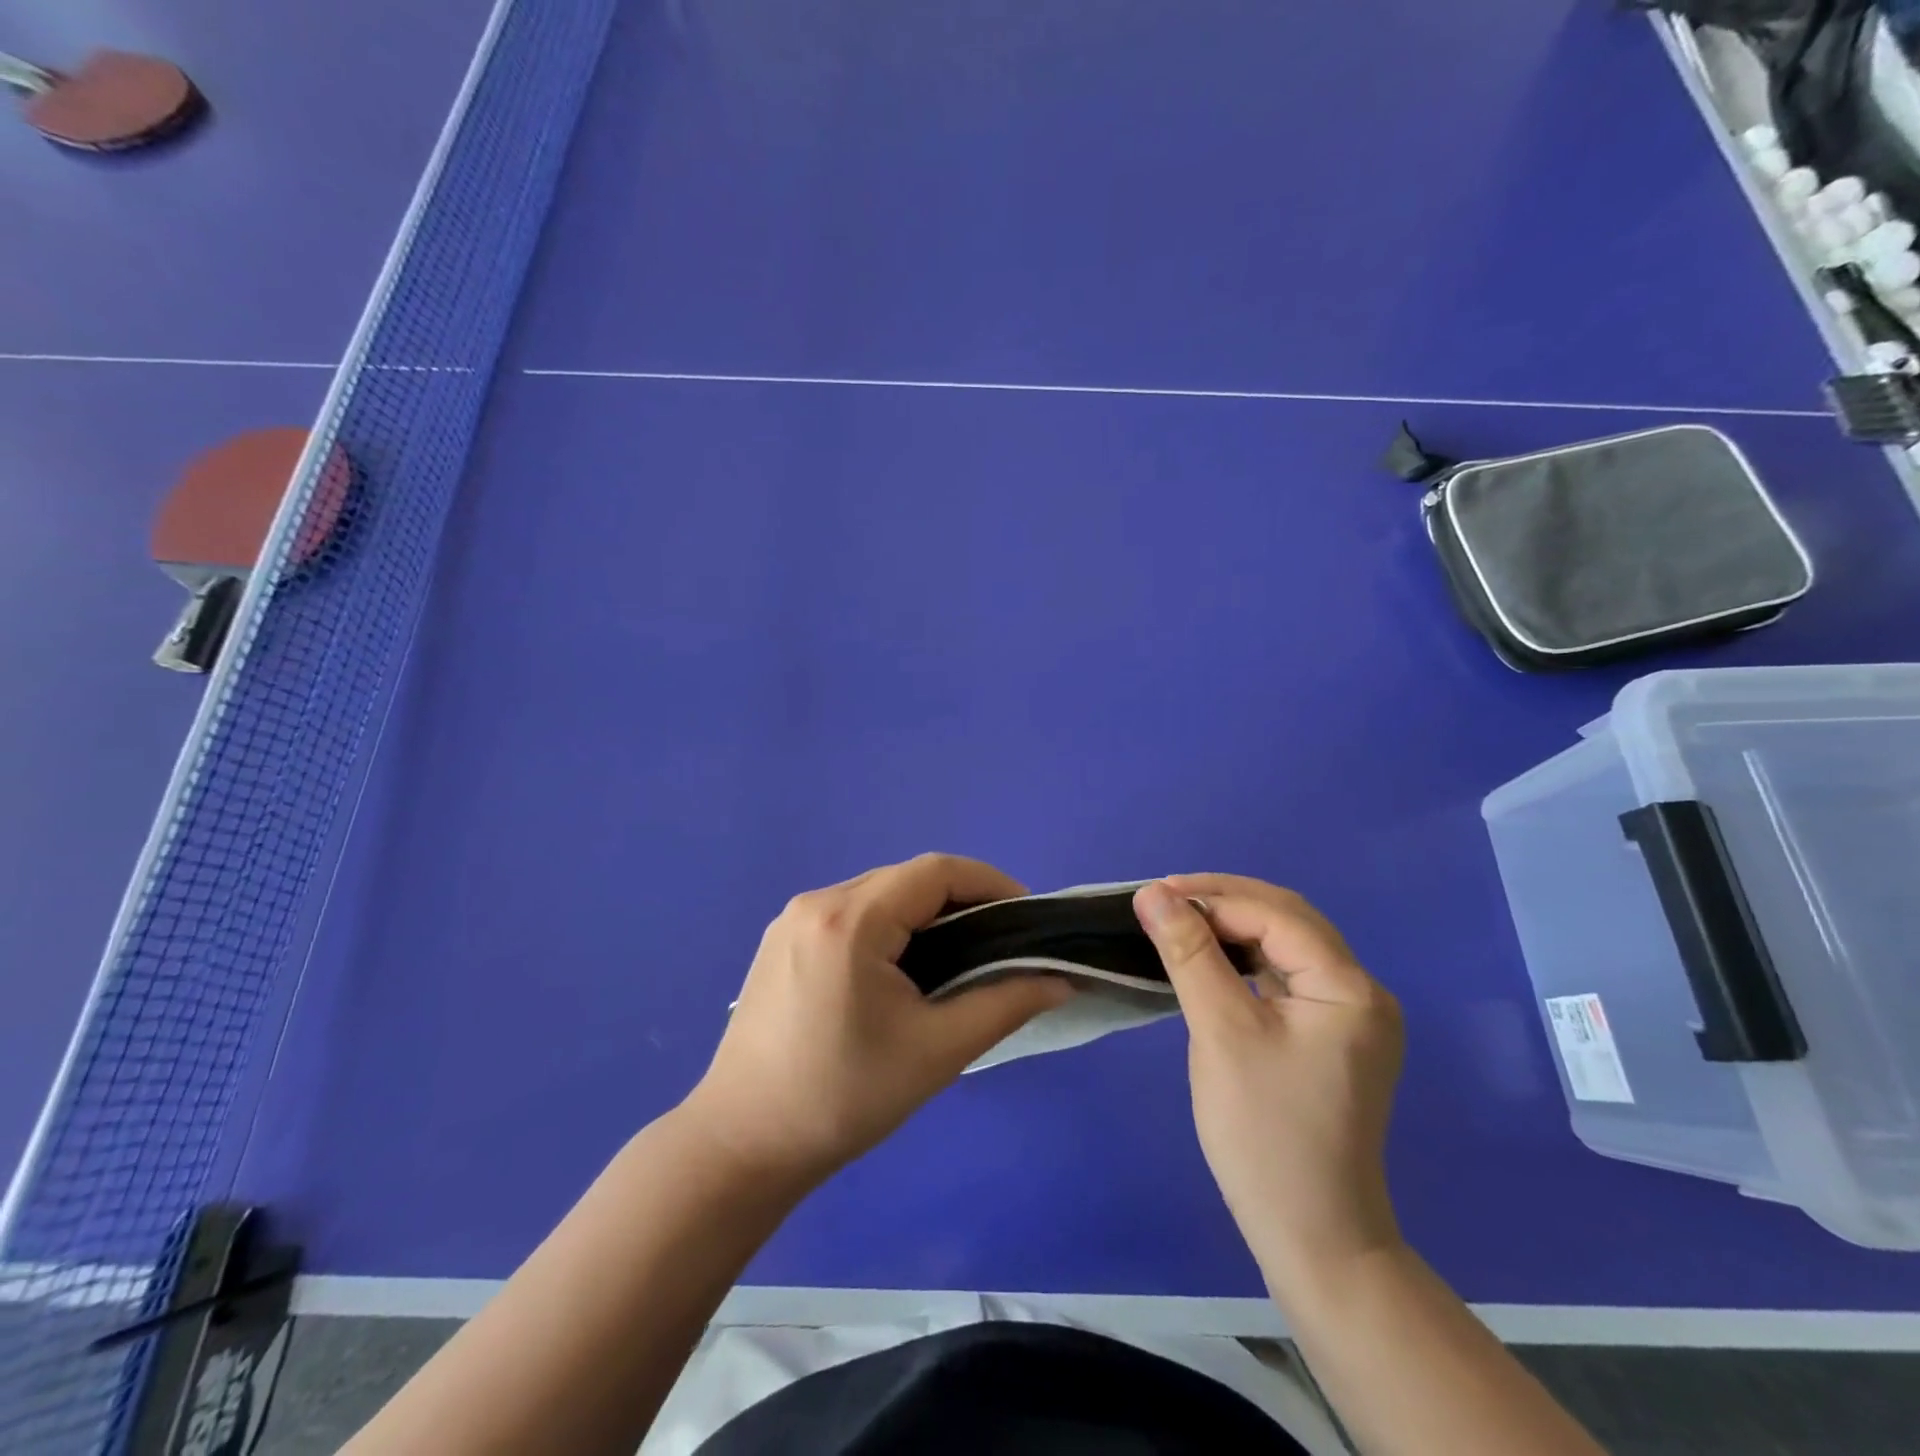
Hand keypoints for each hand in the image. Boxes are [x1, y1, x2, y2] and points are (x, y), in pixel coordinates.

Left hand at [684, 854, 1072, 1187]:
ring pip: (877, 894)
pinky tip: (903, 966)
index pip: (935, 871)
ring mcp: (791, 919)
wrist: (742, 1145)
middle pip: (905, 879)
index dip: (990, 883)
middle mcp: (816, 902)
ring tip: (958, 955)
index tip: (1025, 918)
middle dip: (960, 900)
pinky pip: (849, 912)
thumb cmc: (843, 1098)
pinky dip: (888, 925)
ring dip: (923, 913)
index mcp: (849, 919)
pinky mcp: (780, 940)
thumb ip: (1004, 1005)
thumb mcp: (936, 1052)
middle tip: (997, 942)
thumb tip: (1060, 980)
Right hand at [1134, 876, 1403, 1295]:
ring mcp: (1348, 1015)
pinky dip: (1242, 958)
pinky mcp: (1329, 1035)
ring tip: (1176, 920)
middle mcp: (1360, 991)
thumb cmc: (1264, 1132)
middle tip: (1161, 899)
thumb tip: (1152, 893)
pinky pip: (1283, 975)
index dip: (1212, 897)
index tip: (1151, 895)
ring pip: (1283, 945)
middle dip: (1222, 901)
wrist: (1312, 1236)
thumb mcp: (1221, 1031)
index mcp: (1349, 987)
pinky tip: (1207, 956)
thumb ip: (1189, 953)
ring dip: (1230, 926)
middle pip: (1287, 920)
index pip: (1275, 915)